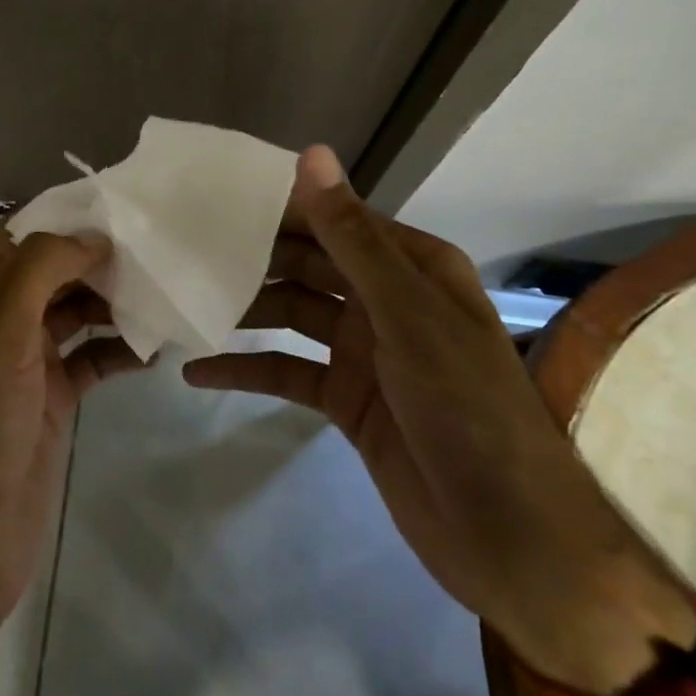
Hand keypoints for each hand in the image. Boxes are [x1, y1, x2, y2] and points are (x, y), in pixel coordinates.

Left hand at [0, 227, 147, 633]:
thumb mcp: (0, 333)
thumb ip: (42, 270)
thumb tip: (94, 237)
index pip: (21, 234)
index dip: (68, 220)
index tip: (125, 209)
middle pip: (52, 269)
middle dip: (99, 259)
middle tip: (157, 250)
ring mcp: (23, 357)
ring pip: (75, 310)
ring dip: (114, 303)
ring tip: (164, 293)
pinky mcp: (50, 394)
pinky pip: (91, 356)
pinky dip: (120, 348)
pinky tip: (156, 347)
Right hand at [185, 147, 695, 690]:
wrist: (511, 541)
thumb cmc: (467, 409)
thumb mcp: (407, 315)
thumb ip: (352, 238)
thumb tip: (311, 154)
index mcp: (412, 266)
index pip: (336, 219)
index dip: (281, 206)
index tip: (215, 197)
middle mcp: (386, 300)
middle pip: (309, 265)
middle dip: (254, 258)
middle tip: (185, 248)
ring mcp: (365, 351)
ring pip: (292, 315)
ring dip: (246, 310)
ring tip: (184, 302)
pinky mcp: (346, 400)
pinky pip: (287, 372)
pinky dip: (247, 370)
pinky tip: (197, 371)